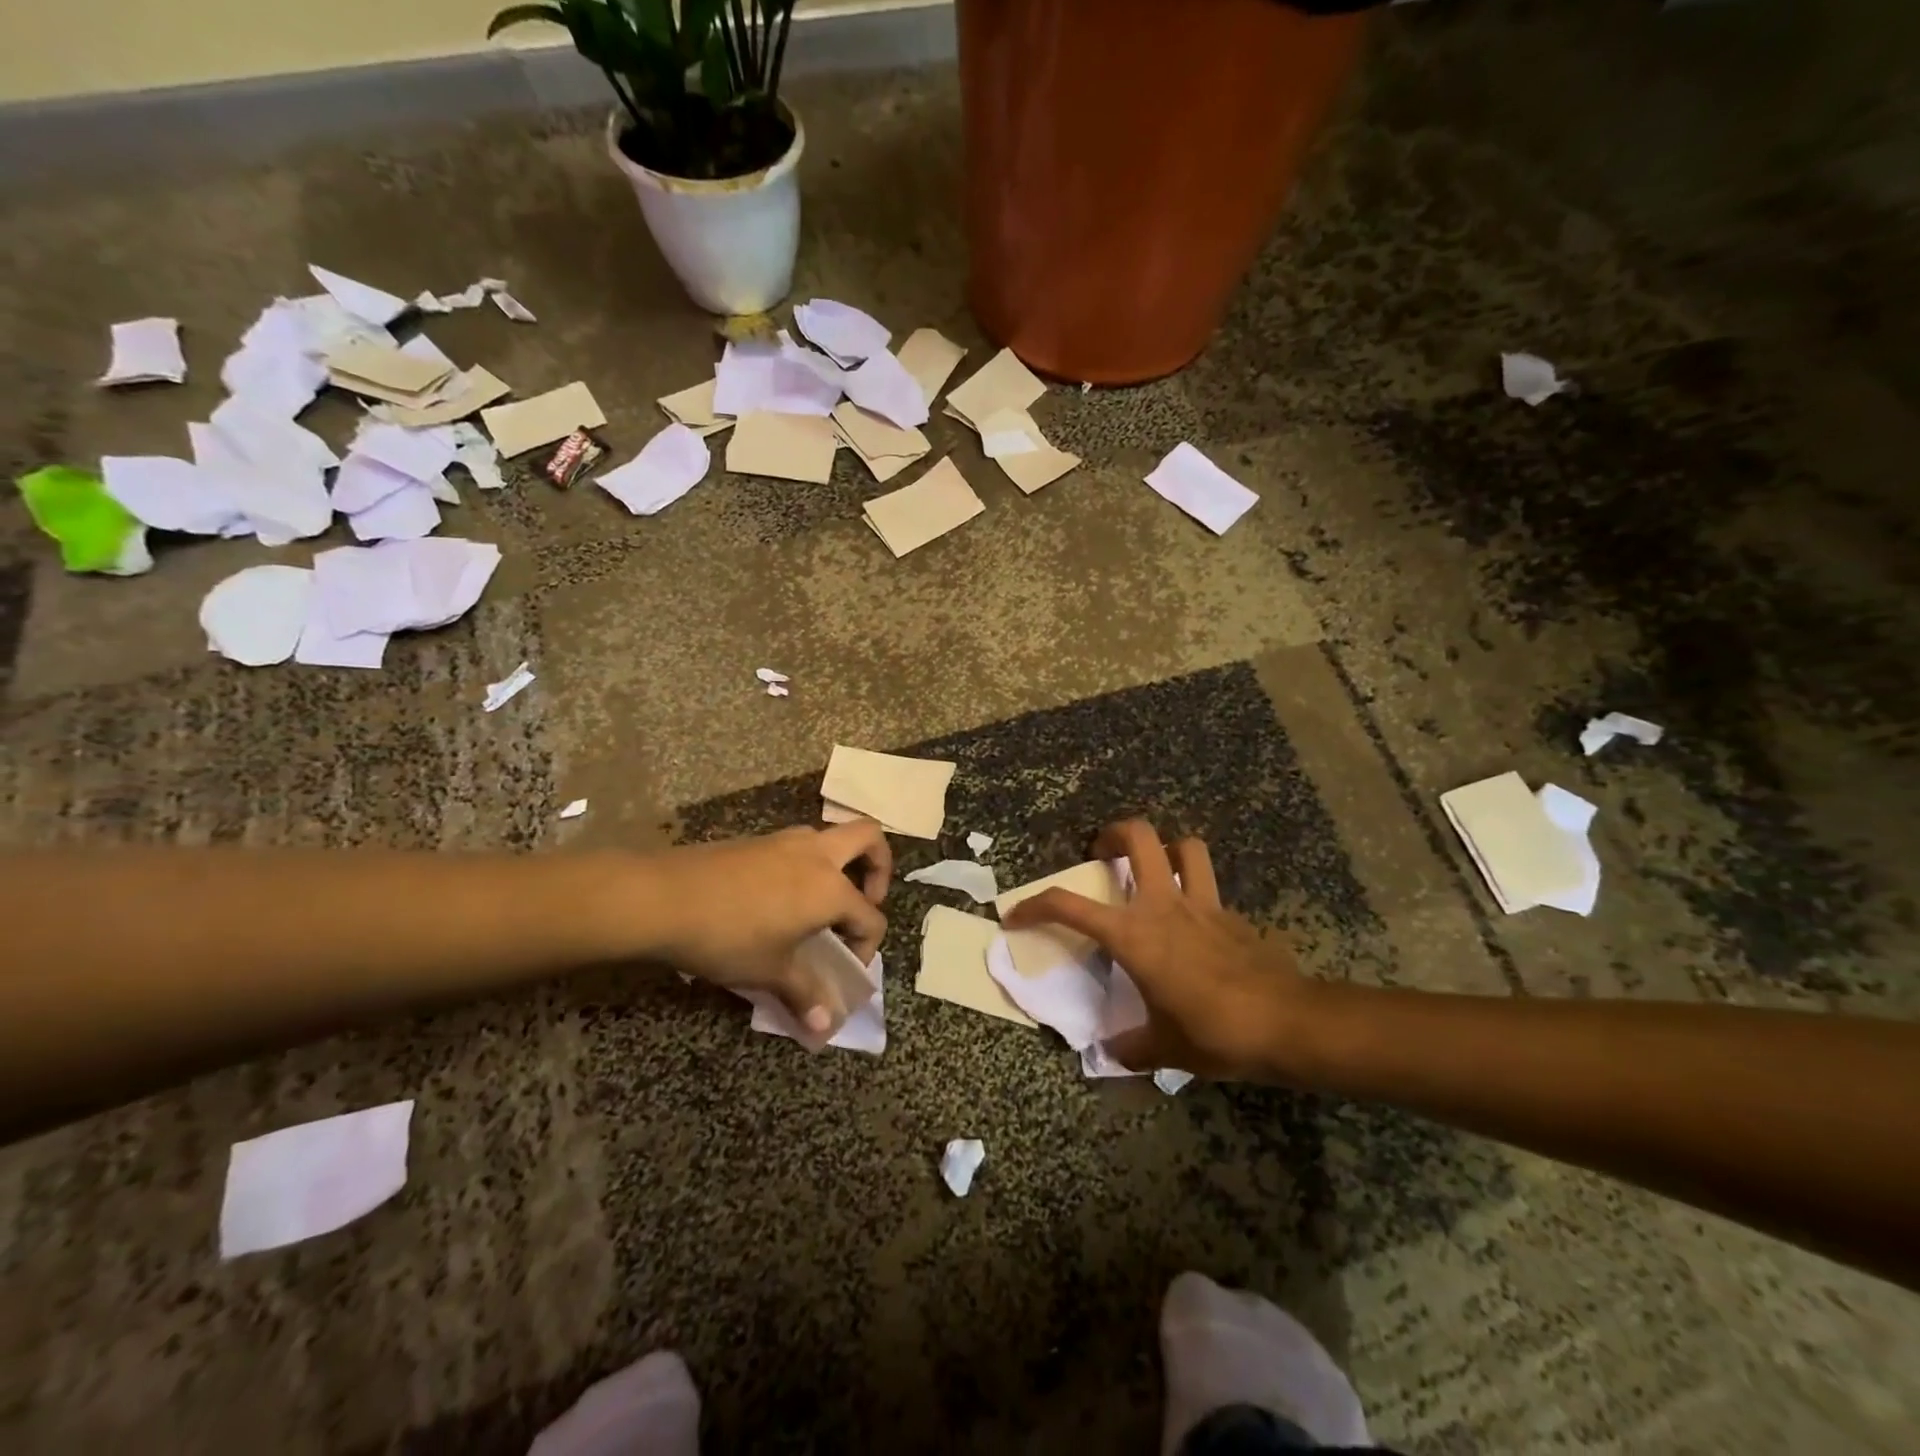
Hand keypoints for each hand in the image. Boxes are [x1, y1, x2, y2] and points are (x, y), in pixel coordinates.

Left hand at [638, 820, 891, 1031]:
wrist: (662, 897)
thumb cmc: (728, 937)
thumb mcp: (770, 970)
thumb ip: (804, 995)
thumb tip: (826, 1029)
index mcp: (830, 888)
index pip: (871, 916)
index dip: (866, 948)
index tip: (845, 971)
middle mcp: (817, 855)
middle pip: (869, 838)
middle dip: (879, 866)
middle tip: (863, 899)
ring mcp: (785, 841)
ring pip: (830, 837)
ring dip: (838, 864)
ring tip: (819, 903)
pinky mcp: (757, 840)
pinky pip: (798, 846)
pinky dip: (806, 866)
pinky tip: (780, 899)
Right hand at [1000, 819, 1313, 1079]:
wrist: (1287, 1023)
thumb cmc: (1213, 1031)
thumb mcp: (1163, 1048)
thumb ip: (1130, 1047)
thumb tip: (1111, 1054)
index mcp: (1133, 934)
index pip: (1068, 906)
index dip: (1034, 905)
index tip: (1015, 915)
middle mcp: (1164, 905)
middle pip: (1138, 837)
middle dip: (1112, 833)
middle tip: (1100, 853)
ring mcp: (1204, 904)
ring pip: (1185, 846)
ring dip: (1166, 849)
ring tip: (1155, 870)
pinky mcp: (1234, 916)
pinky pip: (1211, 890)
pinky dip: (1198, 896)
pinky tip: (1197, 928)